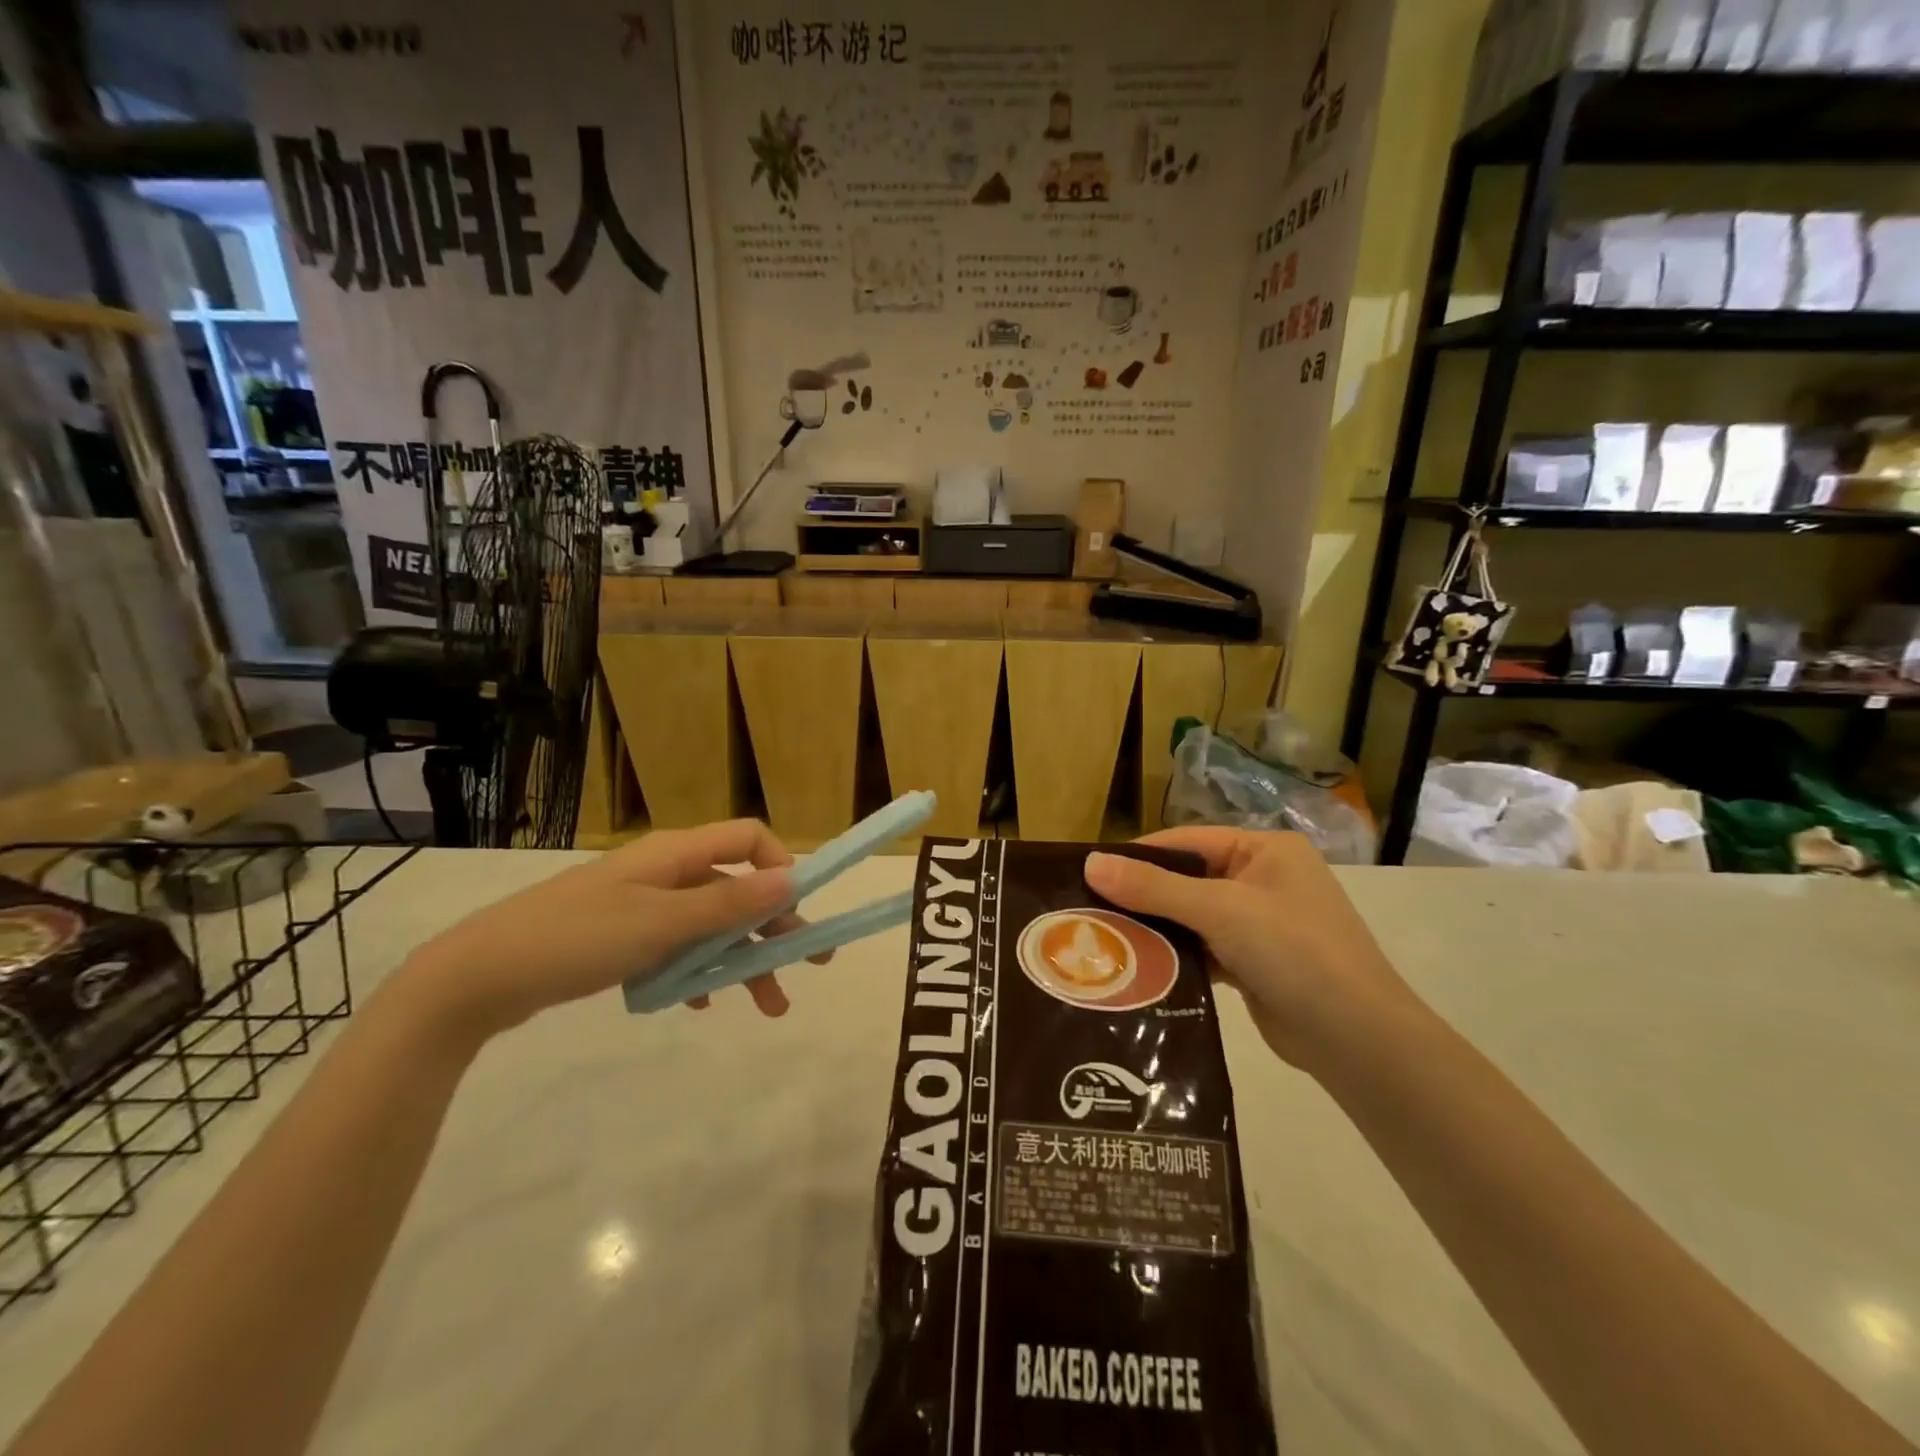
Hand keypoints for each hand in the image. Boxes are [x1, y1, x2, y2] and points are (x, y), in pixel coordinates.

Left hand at [398, 820, 825, 1040]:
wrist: (479, 976)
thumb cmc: (578, 938)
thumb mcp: (662, 923)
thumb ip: (729, 904)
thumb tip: (792, 878)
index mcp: (677, 854)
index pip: (749, 839)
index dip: (783, 868)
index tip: (803, 911)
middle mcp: (666, 870)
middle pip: (737, 888)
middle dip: (775, 927)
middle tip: (808, 965)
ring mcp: (643, 903)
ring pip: (711, 923)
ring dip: (742, 958)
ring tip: (767, 1005)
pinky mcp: (623, 934)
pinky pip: (678, 945)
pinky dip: (698, 969)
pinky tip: (700, 1000)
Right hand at [1084, 829, 1411, 1068]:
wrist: (1357, 1039)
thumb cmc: (1293, 951)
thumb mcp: (1220, 910)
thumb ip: (1154, 887)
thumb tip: (1089, 863)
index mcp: (1265, 850)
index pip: (1187, 842)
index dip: (1138, 855)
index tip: (1089, 872)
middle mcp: (1263, 879)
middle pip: (1187, 879)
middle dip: (1142, 896)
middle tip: (1089, 910)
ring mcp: (1260, 924)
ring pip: (1192, 917)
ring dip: (1156, 929)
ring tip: (1102, 939)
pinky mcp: (1254, 963)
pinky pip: (1203, 949)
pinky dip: (1175, 957)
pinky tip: (1138, 968)